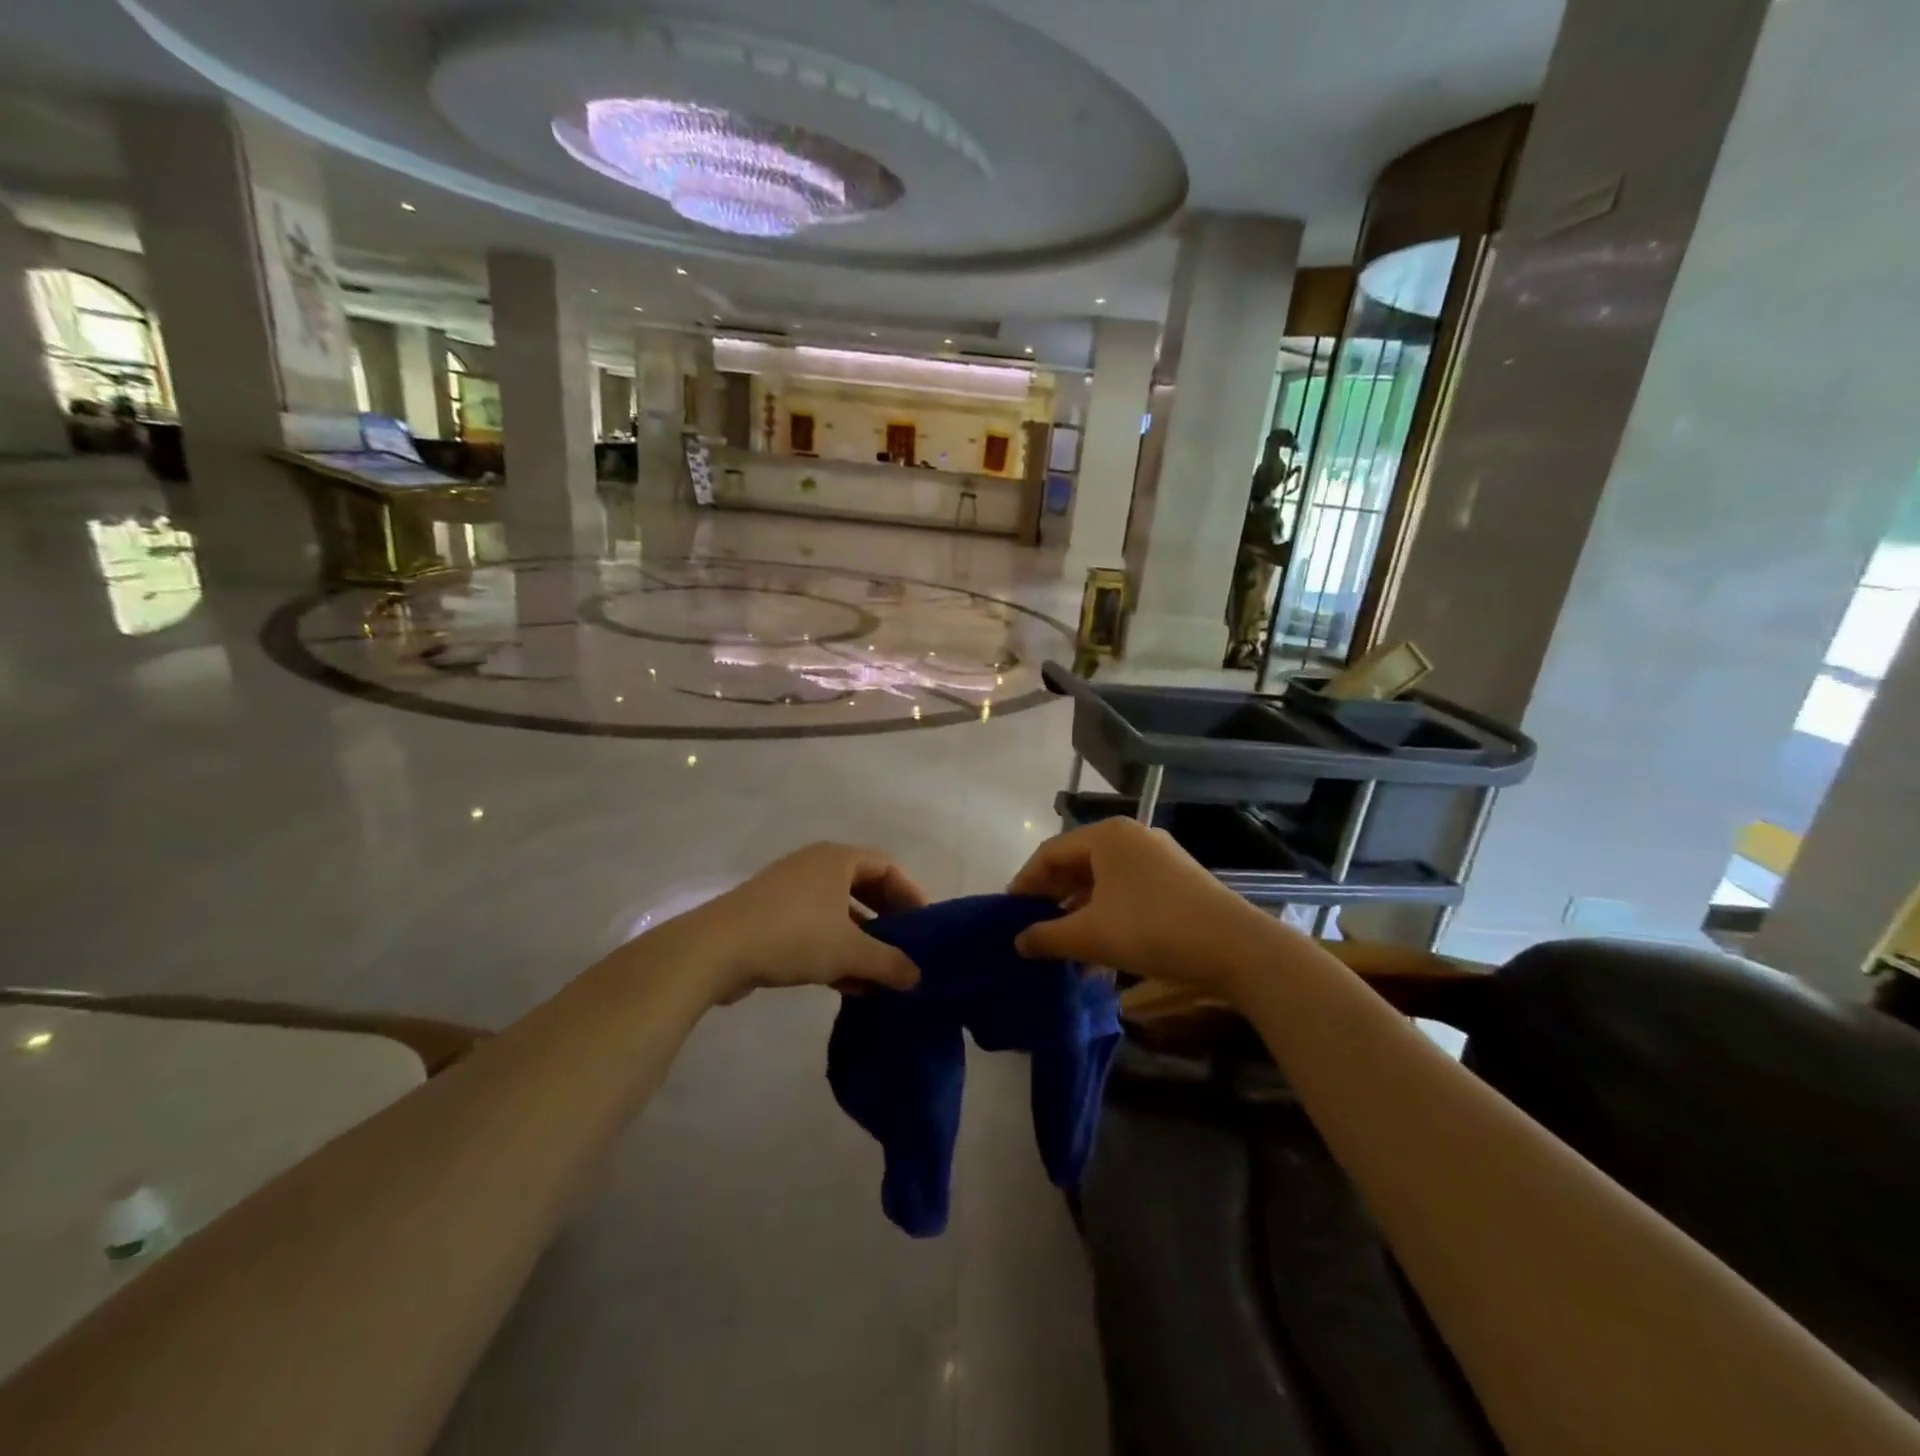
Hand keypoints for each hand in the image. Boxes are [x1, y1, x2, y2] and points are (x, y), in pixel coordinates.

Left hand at [680, 842, 927, 1002]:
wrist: (715, 950)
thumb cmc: (794, 935)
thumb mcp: (850, 952)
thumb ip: (889, 963)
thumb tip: (918, 977)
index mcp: (837, 859)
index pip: (887, 866)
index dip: (910, 893)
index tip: (924, 925)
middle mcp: (814, 866)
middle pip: (863, 888)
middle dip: (886, 920)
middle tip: (906, 949)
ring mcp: (789, 891)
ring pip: (838, 912)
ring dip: (861, 942)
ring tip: (880, 975)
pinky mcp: (770, 917)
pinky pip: (815, 928)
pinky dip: (834, 950)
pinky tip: (848, 985)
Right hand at [1007, 818, 1275, 989]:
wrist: (1235, 947)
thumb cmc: (1152, 929)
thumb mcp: (1091, 936)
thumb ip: (1047, 936)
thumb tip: (1018, 942)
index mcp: (1106, 836)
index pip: (1050, 853)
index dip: (1025, 883)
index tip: (1009, 914)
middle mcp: (1131, 837)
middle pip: (1077, 864)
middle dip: (1053, 900)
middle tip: (1033, 929)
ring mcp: (1158, 856)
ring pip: (1103, 881)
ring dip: (1080, 913)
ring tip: (1065, 948)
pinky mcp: (1177, 879)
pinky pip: (1127, 891)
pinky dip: (1107, 915)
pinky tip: (1100, 952)